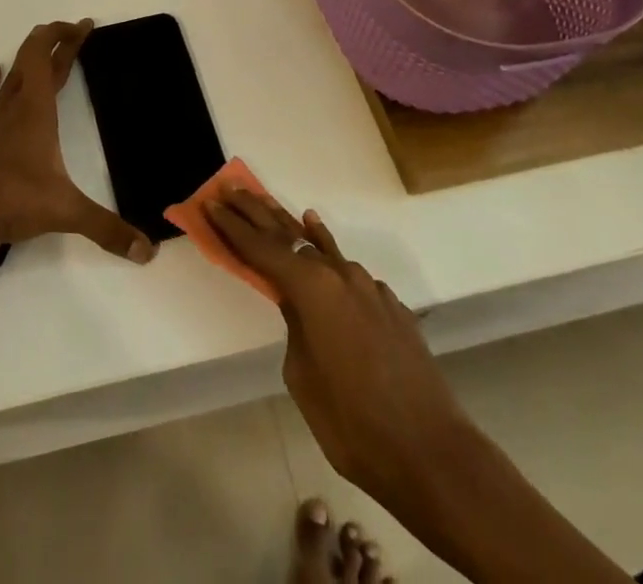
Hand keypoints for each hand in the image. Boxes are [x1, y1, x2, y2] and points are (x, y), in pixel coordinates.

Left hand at [0, 20, 156, 263]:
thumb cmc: (10, 199)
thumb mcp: (65, 212)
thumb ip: (107, 229)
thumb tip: (149, 252)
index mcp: (36, 110)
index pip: (46, 56)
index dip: (64, 35)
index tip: (83, 26)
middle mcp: (12, 108)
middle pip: (33, 63)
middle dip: (57, 45)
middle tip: (77, 33)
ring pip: (9, 81)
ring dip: (26, 63)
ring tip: (41, 52)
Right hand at [205, 189, 466, 519]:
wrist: (433, 453)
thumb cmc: (353, 422)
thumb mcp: (302, 376)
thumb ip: (295, 326)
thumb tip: (298, 307)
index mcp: (312, 288)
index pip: (261, 248)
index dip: (232, 226)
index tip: (210, 203)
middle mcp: (340, 275)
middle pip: (289, 234)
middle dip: (257, 211)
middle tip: (231, 189)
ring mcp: (368, 287)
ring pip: (322, 248)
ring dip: (293, 229)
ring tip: (269, 205)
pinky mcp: (389, 304)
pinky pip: (348, 271)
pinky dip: (327, 254)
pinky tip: (320, 244)